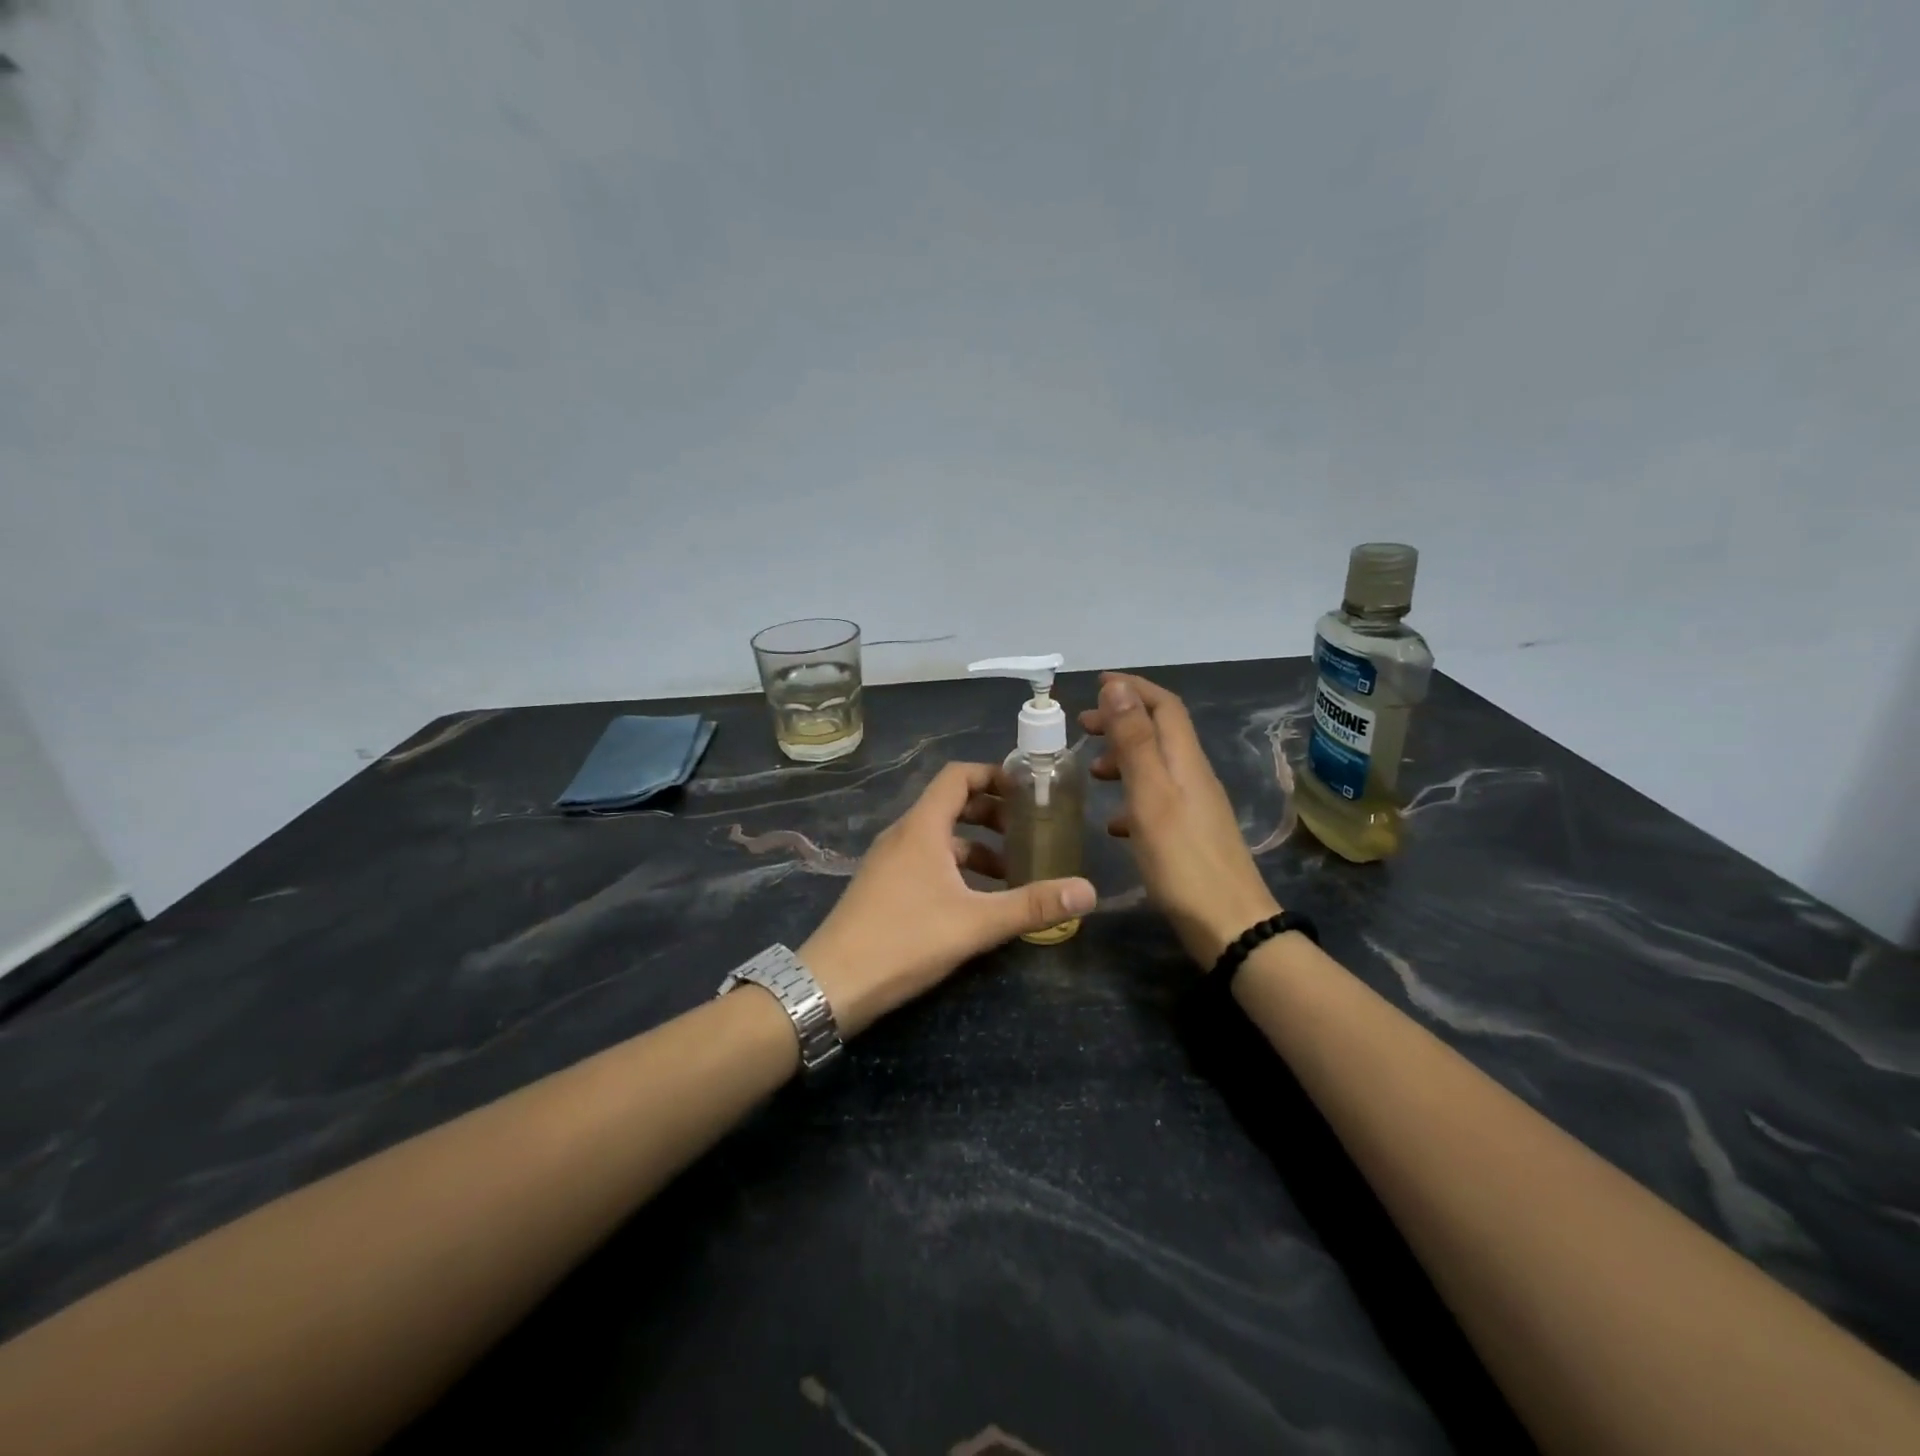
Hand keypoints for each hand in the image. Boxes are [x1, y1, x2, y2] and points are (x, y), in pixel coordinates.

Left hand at [801, 762, 1096, 1035]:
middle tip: (1027, 832)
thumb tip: (1089, 891)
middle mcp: (903, 834)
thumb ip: (1032, 905)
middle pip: (950, 805)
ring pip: (939, 838)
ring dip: (976, 847)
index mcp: (922, 828)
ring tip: (1011, 873)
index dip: (993, 775)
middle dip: (991, 814)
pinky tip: (976, 901)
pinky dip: (955, 868)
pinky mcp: (883, 886)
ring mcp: (889, 861)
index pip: (957, 776)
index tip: (1027, 790)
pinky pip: (926, 861)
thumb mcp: (975, 923)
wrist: (832, 983)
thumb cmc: (904, 940)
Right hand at [1079, 673, 1279, 965]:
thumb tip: (1118, 687)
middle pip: (1159, 733)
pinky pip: (1156, 802)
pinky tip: (1113, 823)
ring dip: (1123, 759)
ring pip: (1155, 767)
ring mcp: (1194, 807)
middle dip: (1122, 720)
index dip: (1132, 689)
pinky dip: (1130, 799)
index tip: (1097, 684)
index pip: (1163, 706)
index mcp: (1185, 760)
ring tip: (1091, 772)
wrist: (1228, 925)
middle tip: (1083, 726)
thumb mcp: (1150, 794)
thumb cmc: (1182, 859)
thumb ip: (1134, 740)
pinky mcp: (1190, 835)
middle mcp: (1193, 776)